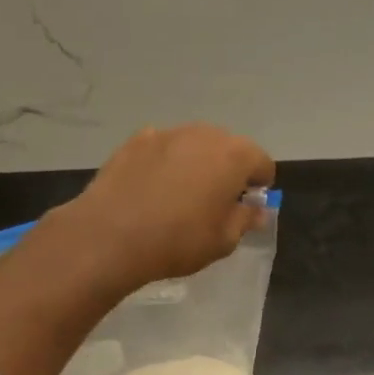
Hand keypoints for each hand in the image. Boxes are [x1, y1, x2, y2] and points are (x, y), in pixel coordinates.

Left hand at [48, 124, 275, 291]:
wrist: (111, 235)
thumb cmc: (178, 240)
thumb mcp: (223, 241)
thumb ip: (245, 220)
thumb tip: (257, 209)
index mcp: (234, 155)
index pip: (262, 163)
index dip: (259, 186)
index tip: (246, 207)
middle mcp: (204, 134)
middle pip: (228, 147)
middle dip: (228, 170)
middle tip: (214, 202)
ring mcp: (167, 133)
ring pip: (193, 144)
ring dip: (195, 163)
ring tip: (180, 195)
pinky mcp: (135, 141)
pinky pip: (162, 148)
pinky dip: (164, 162)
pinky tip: (151, 188)